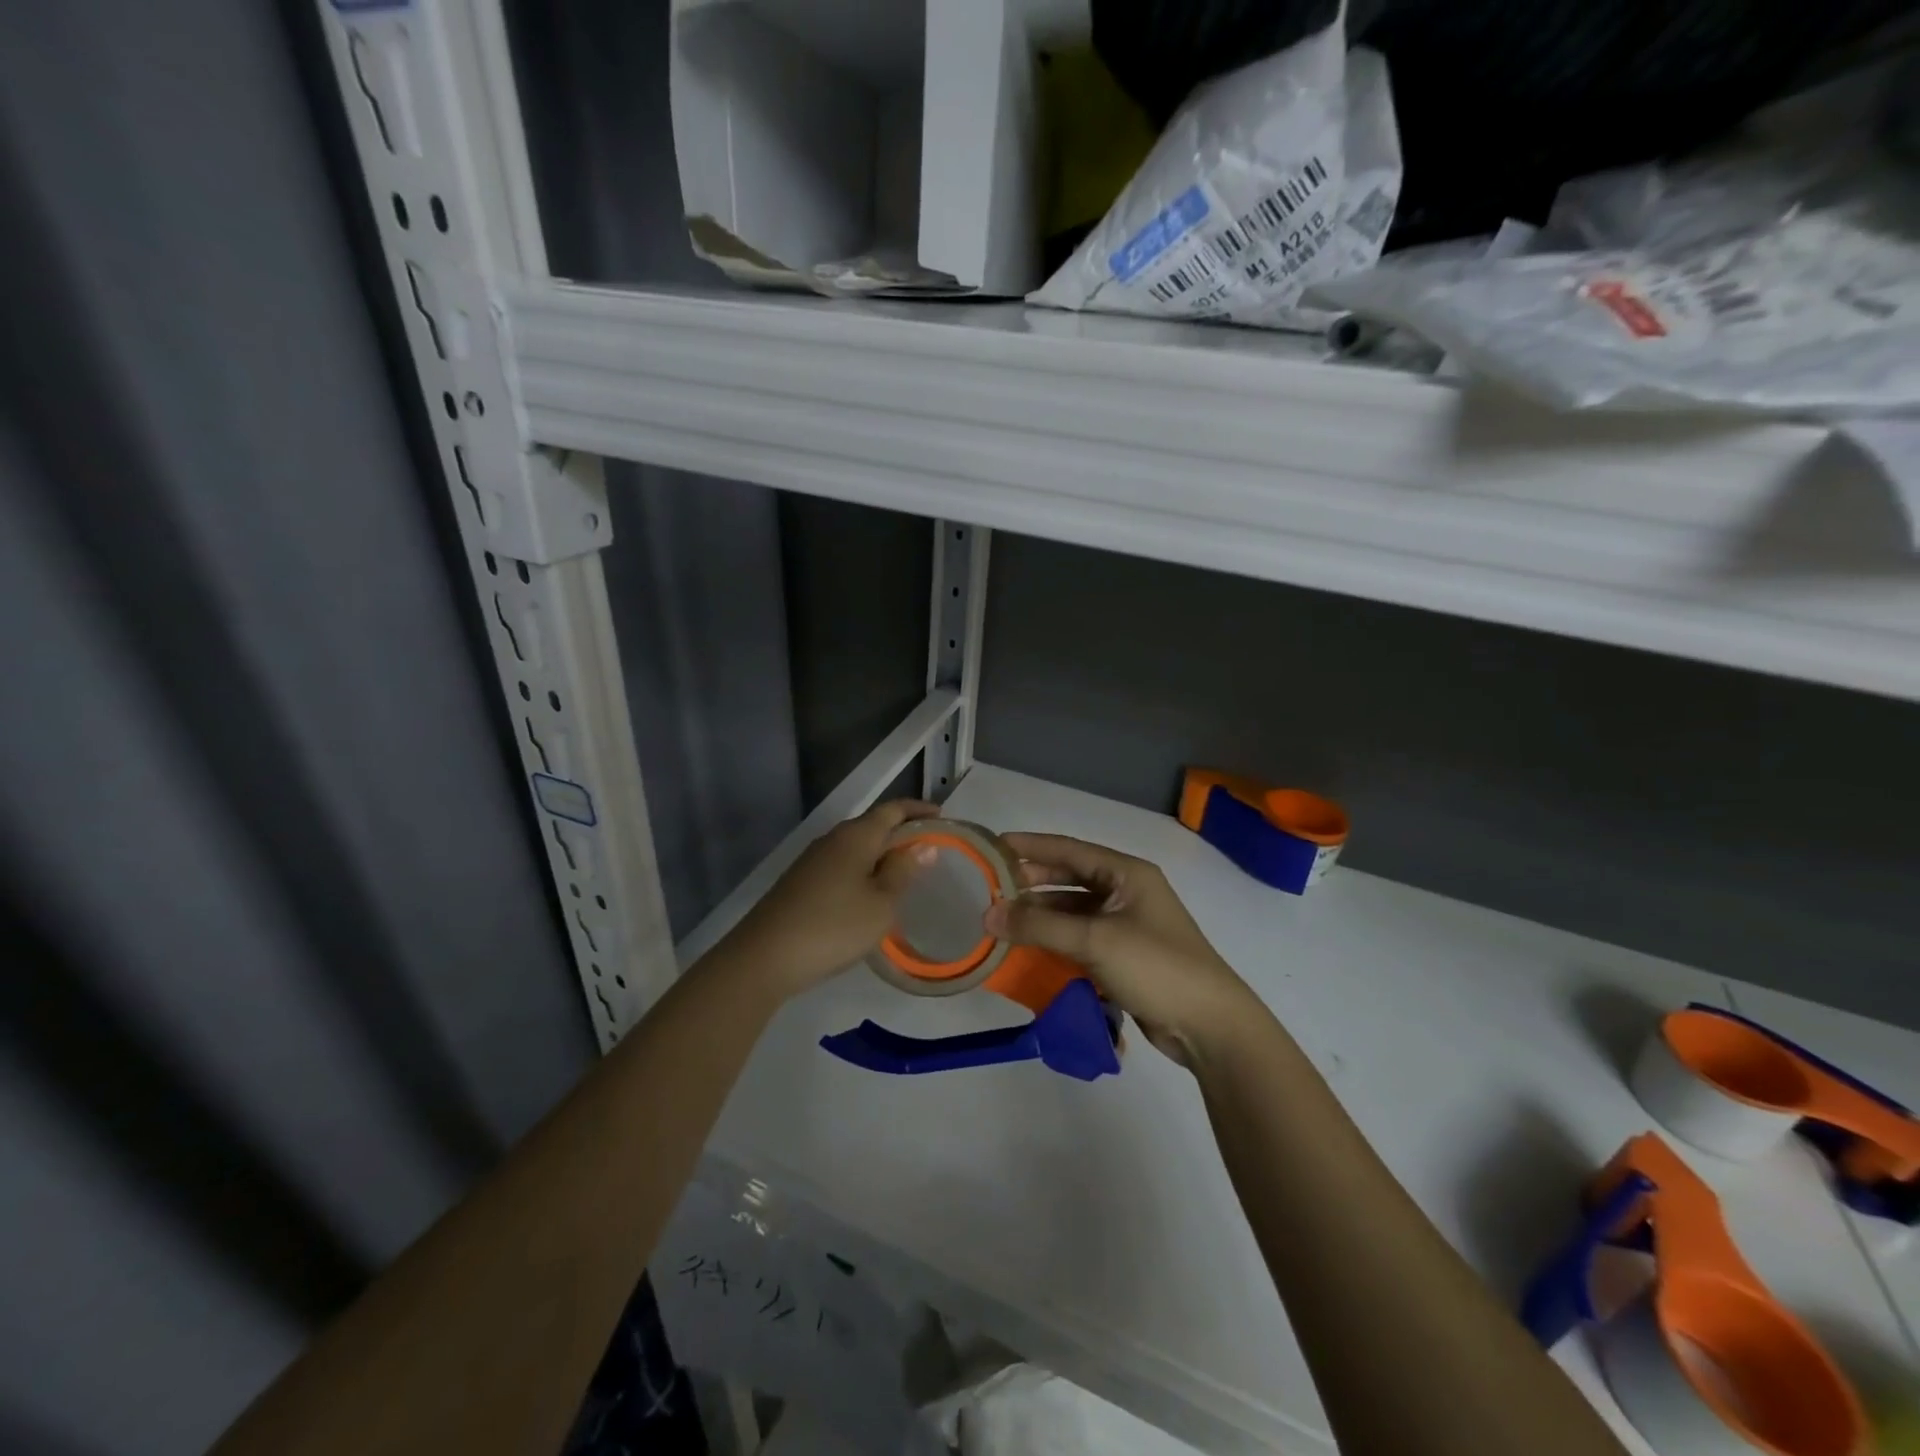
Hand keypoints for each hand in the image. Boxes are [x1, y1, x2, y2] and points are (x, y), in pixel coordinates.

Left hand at [721, 799, 940, 999]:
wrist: (764, 957)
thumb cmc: (833, 926)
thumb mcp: (881, 903)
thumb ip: (903, 871)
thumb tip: (924, 845)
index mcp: (856, 835)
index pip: (894, 809)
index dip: (919, 810)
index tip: (943, 818)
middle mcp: (833, 839)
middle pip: (873, 824)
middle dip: (902, 831)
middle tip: (930, 848)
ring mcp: (813, 860)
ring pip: (856, 846)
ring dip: (882, 852)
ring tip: (905, 871)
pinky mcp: (801, 881)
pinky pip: (842, 864)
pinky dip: (864, 869)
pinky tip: (870, 892)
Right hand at [983, 834, 1264, 1067]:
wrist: (1210, 1025)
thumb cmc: (1155, 967)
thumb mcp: (1094, 940)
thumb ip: (1039, 926)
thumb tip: (987, 915)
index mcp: (1126, 873)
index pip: (1069, 849)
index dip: (1030, 846)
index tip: (992, 845)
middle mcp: (1126, 891)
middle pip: (1070, 878)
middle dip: (1031, 882)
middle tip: (990, 887)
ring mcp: (1127, 924)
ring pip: (1073, 910)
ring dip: (1041, 914)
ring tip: (1001, 920)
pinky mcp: (1124, 955)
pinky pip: (1080, 938)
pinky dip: (1055, 940)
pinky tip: (1028, 949)